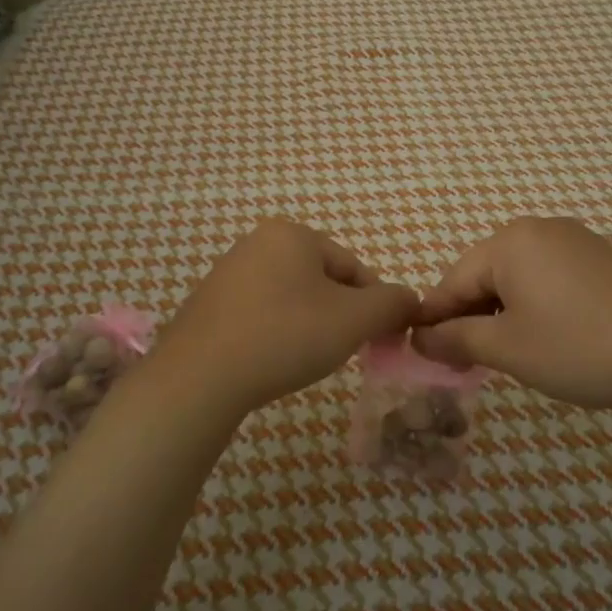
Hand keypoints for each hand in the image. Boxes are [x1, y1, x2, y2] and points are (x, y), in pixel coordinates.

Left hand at [143, 219, 418, 418]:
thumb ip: (392, 304)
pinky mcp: (209, 303)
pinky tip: (272, 360)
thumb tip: (411, 300)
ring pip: (292, 298)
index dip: (374, 306)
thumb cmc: (284, 336)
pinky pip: (261, 313)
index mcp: (293, 233)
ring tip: (304, 360)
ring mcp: (228, 272)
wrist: (199, 377)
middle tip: (339, 352)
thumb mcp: (354, 320)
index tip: (377, 342)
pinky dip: (276, 333)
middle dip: (339, 316)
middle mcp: (258, 242)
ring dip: (309, 326)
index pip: (354, 268)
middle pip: (323, 281)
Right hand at [412, 217, 611, 412]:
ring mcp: (576, 242)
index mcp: (510, 242)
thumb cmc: (581, 346)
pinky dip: (536, 308)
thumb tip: (419, 338)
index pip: (453, 280)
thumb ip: (456, 339)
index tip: (421, 354)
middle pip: (485, 275)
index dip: (435, 320)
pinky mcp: (603, 261)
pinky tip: (546, 338)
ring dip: (502, 315)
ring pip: (518, 278)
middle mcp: (540, 230)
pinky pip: (550, 279)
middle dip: (470, 317)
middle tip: (465, 362)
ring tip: (506, 355)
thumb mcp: (509, 348)